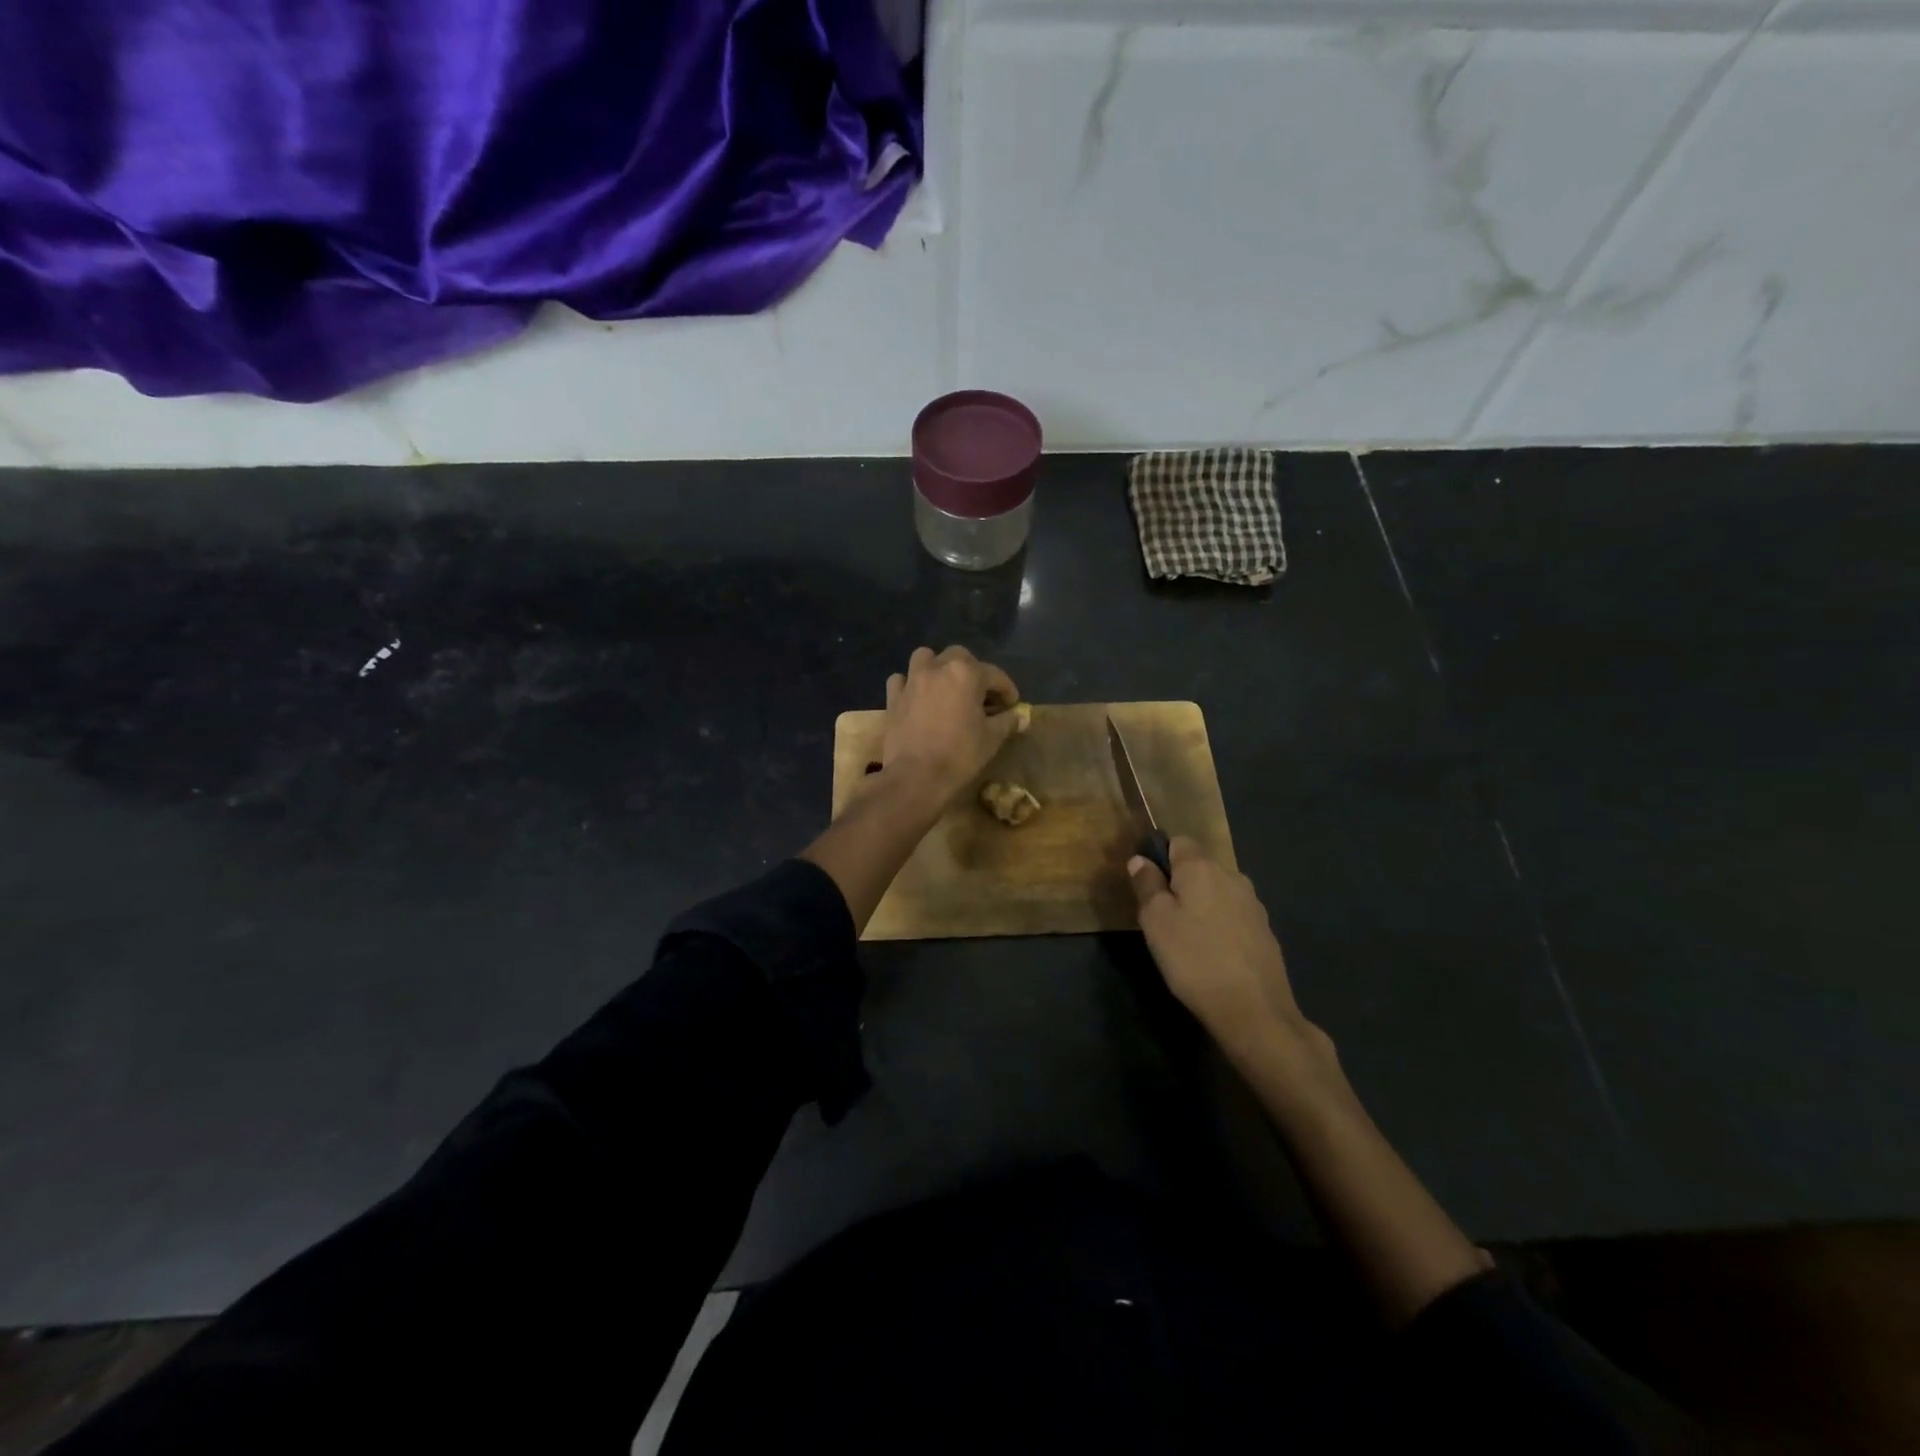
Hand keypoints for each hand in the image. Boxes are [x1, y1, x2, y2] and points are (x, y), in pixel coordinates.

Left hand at [879, 646, 1021, 805]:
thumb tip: (1020, 716)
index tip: (1012, 705)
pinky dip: (910, 684)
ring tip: (946, 687)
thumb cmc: (960, 755)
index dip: (1007, 690)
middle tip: (980, 695)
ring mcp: (912, 681)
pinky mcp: (893, 697)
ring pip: (926, 658)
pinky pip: (902, 680)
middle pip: (959, 657)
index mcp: (966, 674)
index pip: (995, 675)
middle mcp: (938, 668)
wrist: (915, 778)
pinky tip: (917, 698)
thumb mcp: (992, 739)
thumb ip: (1007, 721)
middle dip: (973, 671)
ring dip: (938, 667)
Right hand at [1128, 838, 1330, 1070]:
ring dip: (1201, 905)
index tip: (1148, 888)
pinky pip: (1233, 915)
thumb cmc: (1194, 959)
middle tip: (1162, 918)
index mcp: (1202, 867)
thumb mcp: (1155, 921)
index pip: (1178, 841)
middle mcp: (1232, 876)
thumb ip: (1147, 885)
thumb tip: (1140, 859)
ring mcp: (1253, 904)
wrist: (1254, 1010)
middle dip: (1180, 884)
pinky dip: (1220, 925)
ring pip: (1217, 891)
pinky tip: (1213, 953)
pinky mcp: (1266, 931)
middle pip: (1199, 867)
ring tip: (1187, 939)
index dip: (1159, 858)